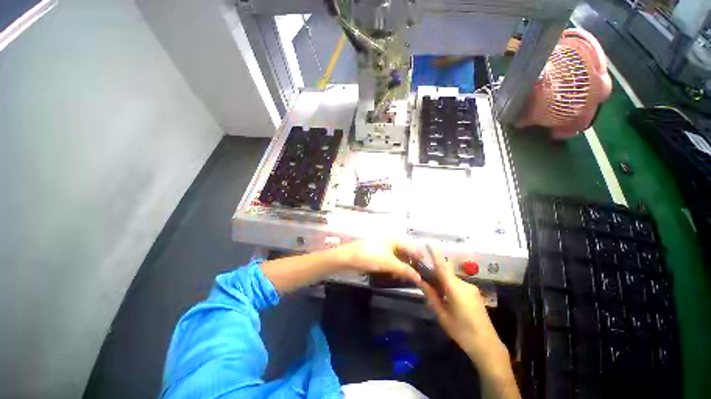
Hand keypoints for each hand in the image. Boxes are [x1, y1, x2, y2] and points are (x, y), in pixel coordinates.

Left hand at [336, 240, 422, 284]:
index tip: (428, 272)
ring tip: (411, 280)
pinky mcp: (378, 258)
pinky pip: (390, 264)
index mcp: (394, 239)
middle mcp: (391, 243)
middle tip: (420, 279)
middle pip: (405, 254)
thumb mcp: (389, 263)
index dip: (420, 259)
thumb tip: (420, 279)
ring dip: (404, 269)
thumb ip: (405, 270)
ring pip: (398, 260)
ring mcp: (384, 251)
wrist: (347, 259)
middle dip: (412, 266)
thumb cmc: (370, 256)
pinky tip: (398, 278)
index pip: (412, 248)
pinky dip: (395, 270)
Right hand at [420, 247, 508, 370]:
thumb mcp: (442, 314)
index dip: (435, 254)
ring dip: (442, 281)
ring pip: (452, 280)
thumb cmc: (461, 331)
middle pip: (446, 273)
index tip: (428, 243)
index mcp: (455, 288)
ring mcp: (471, 288)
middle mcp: (464, 284)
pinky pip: (458, 285)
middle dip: (434, 273)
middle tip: (423, 277)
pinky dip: (449, 287)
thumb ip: (431, 295)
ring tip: (434, 291)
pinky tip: (447, 298)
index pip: (442, 267)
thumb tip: (420, 281)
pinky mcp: (475, 294)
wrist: (487, 346)